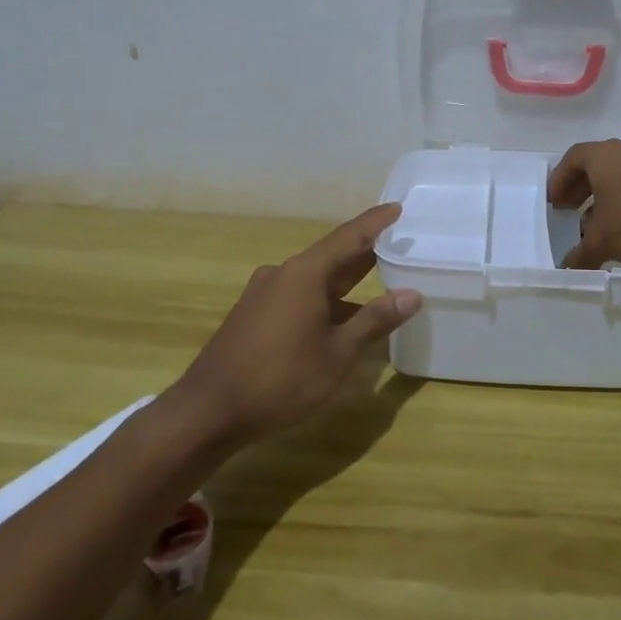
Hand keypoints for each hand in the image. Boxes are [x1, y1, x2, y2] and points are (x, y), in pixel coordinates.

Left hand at [174, 204, 422, 445]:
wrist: (208, 412)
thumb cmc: (281, 378)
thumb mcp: (338, 354)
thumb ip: (375, 321)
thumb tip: (412, 294)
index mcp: (306, 273)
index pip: (350, 237)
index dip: (375, 222)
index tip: (397, 208)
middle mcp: (284, 273)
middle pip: (332, 256)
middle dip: (364, 252)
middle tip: (397, 245)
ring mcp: (264, 293)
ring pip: (314, 279)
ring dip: (345, 283)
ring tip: (377, 286)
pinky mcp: (253, 315)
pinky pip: (298, 295)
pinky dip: (324, 300)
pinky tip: (339, 321)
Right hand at [548, 139, 620, 269]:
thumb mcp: (602, 241)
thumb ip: (580, 253)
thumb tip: (566, 267)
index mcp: (603, 156)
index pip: (572, 158)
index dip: (559, 179)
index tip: (554, 202)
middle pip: (594, 165)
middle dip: (579, 188)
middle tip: (568, 210)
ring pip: (617, 176)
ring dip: (602, 196)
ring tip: (594, 223)